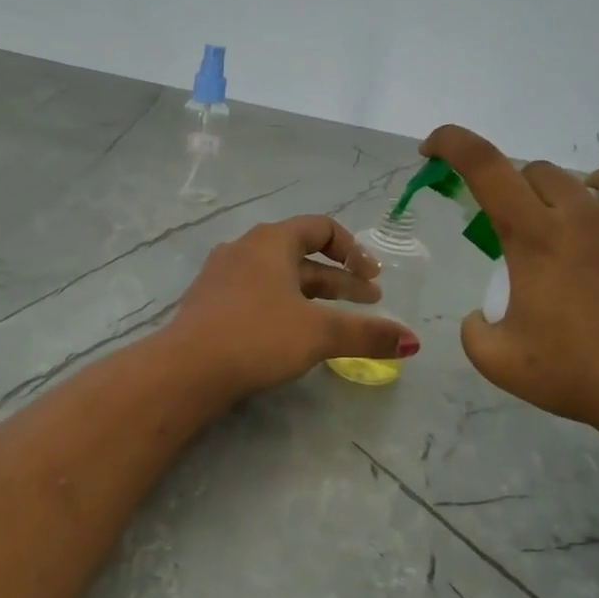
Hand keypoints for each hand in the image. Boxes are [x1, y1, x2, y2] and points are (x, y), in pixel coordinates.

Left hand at [168, 215, 419, 399]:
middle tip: (370, 302)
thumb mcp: (319, 334)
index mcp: (271, 241)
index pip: (322, 228)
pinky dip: (284, 306)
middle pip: (302, 256)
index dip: (354, 251)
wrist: (185, 369)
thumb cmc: (257, 336)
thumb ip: (367, 334)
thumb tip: (413, 342)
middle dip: (340, 279)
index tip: (372, 279)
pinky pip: (257, 295)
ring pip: (279, 278)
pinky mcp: (210, 304)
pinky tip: (292, 334)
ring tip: (338, 321)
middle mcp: (245, 249)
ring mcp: (222, 276)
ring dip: (313, 295)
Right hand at [422, 126, 598, 448]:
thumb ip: (474, 331)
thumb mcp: (500, 363)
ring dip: (581, 199)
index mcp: (536, 238)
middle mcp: (586, 215)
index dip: (454, 143)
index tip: (434, 146)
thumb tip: (480, 314)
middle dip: (520, 193)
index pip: (486, 168)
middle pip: (541, 172)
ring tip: (585, 236)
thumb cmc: (581, 378)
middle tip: (524, 236)